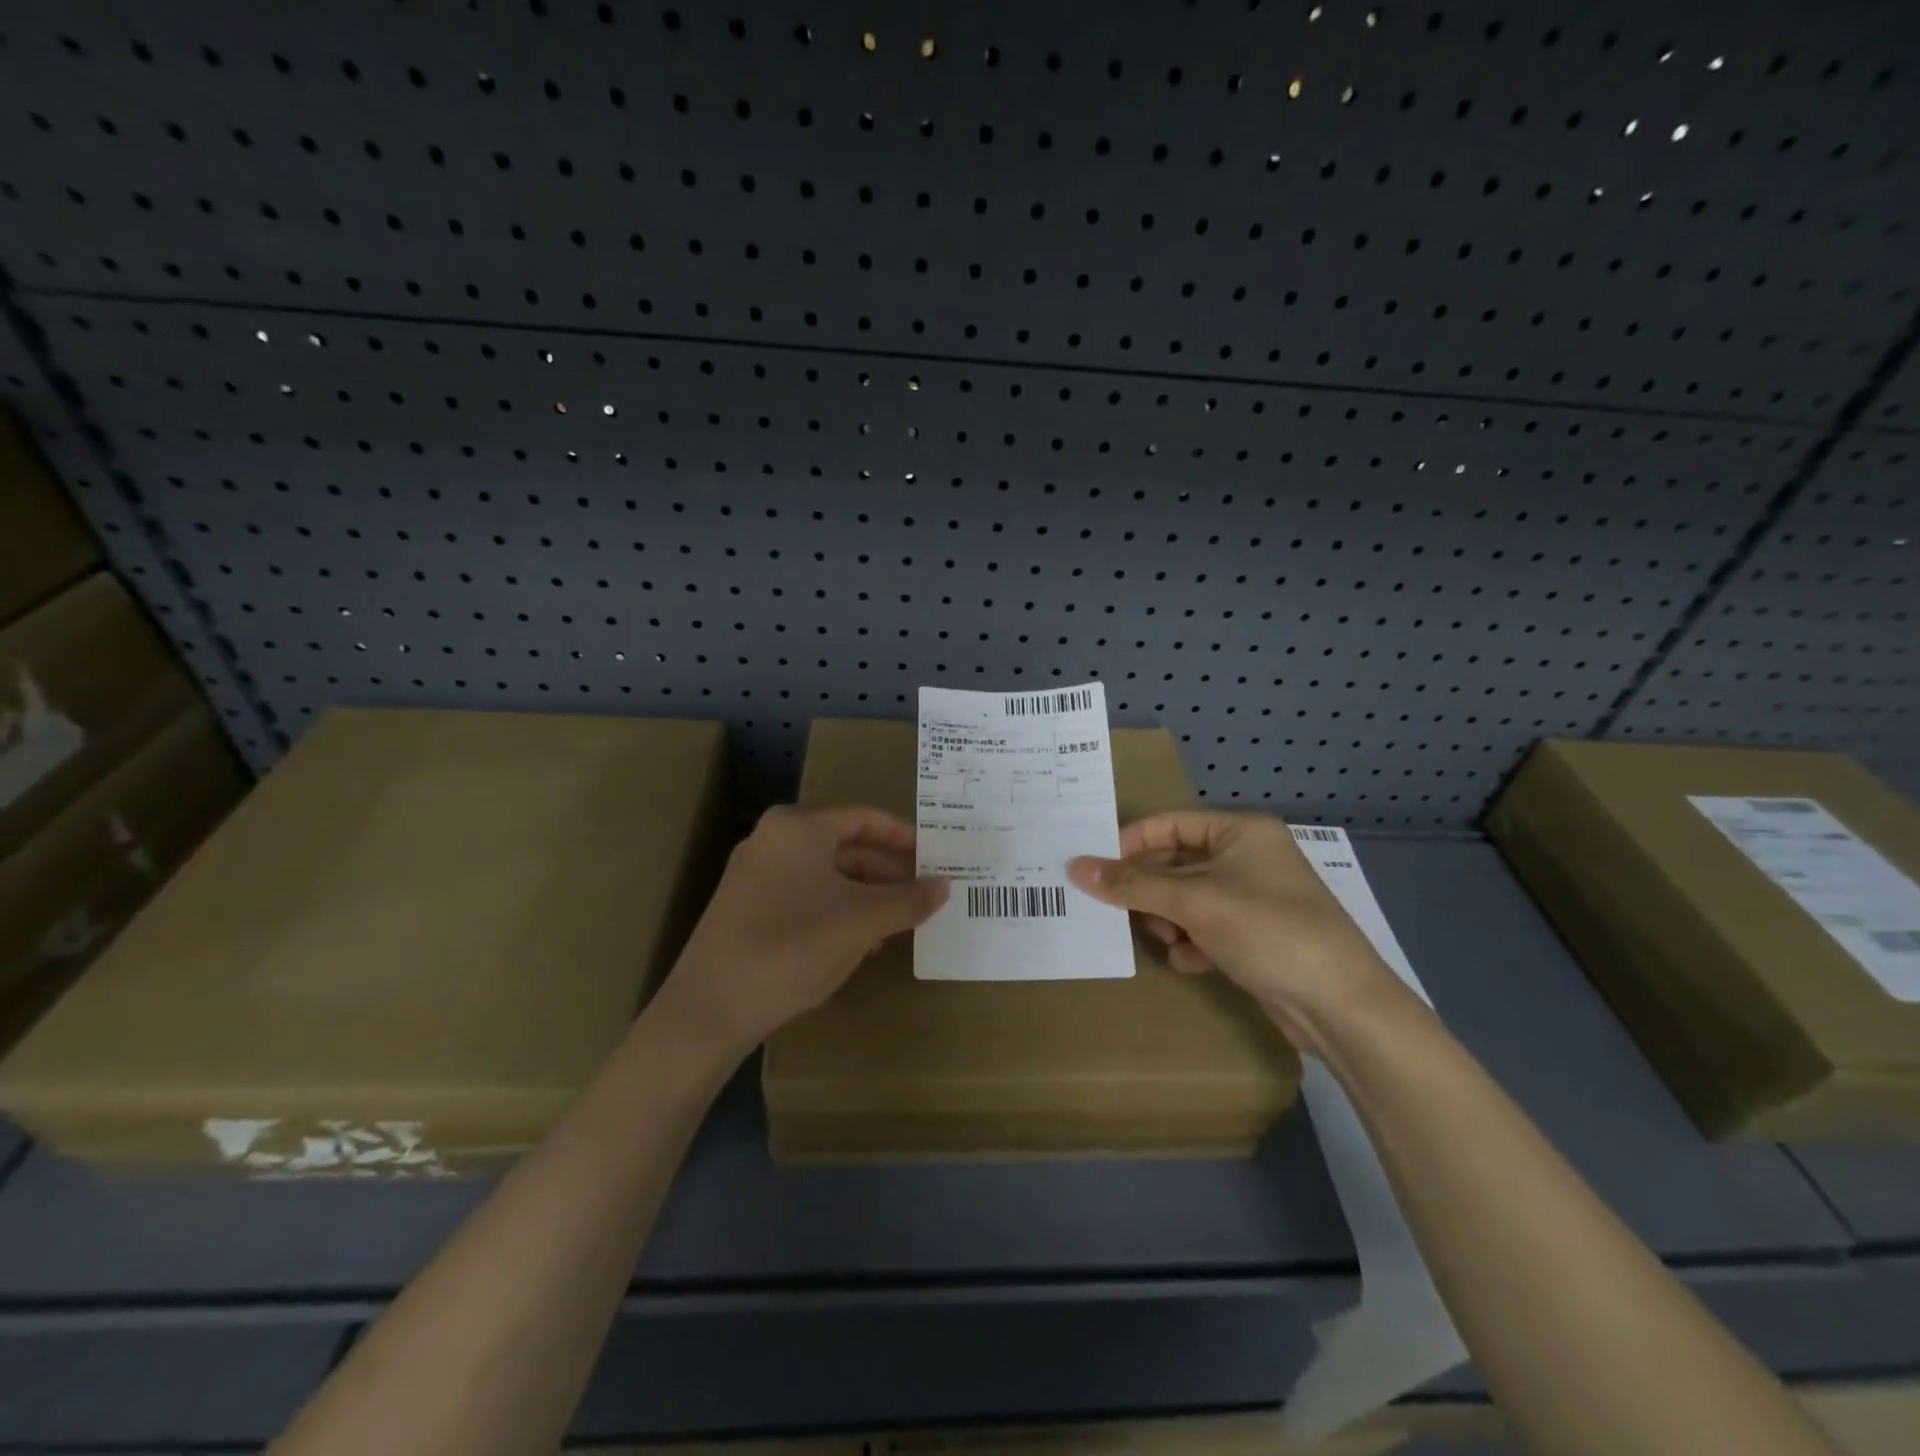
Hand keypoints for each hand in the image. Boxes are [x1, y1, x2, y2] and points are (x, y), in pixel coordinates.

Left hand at [656, 805, 948, 1052]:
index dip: (904, 837)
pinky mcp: (746, 907)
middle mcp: (774, 839)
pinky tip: (860, 943)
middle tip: (923, 896)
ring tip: (898, 925)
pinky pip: (805, 896)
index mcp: (799, 827)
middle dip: (887, 873)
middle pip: (846, 846)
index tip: (936, 857)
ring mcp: (756, 873)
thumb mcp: (862, 922)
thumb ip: (908, 900)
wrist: (710, 1009)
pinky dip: (837, 911)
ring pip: (827, 875)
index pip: (865, 818)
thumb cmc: (793, 947)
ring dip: (866, 897)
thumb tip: (945, 885)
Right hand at [1068, 812, 1409, 1052]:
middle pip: (1178, 864)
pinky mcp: (1257, 938)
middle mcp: (1249, 859)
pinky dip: (1192, 943)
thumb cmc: (1266, 930)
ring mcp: (1255, 900)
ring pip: (1189, 899)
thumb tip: (1075, 866)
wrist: (1340, 1006)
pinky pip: (1207, 928)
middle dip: (1150, 890)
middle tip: (1120, 910)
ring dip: (1169, 919)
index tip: (1097, 867)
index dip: (1132, 843)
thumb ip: (1132, 884)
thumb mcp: (1193, 901)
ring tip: (1164, 938)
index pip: (1172, 824)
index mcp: (1241, 832)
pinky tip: (1190, 961)